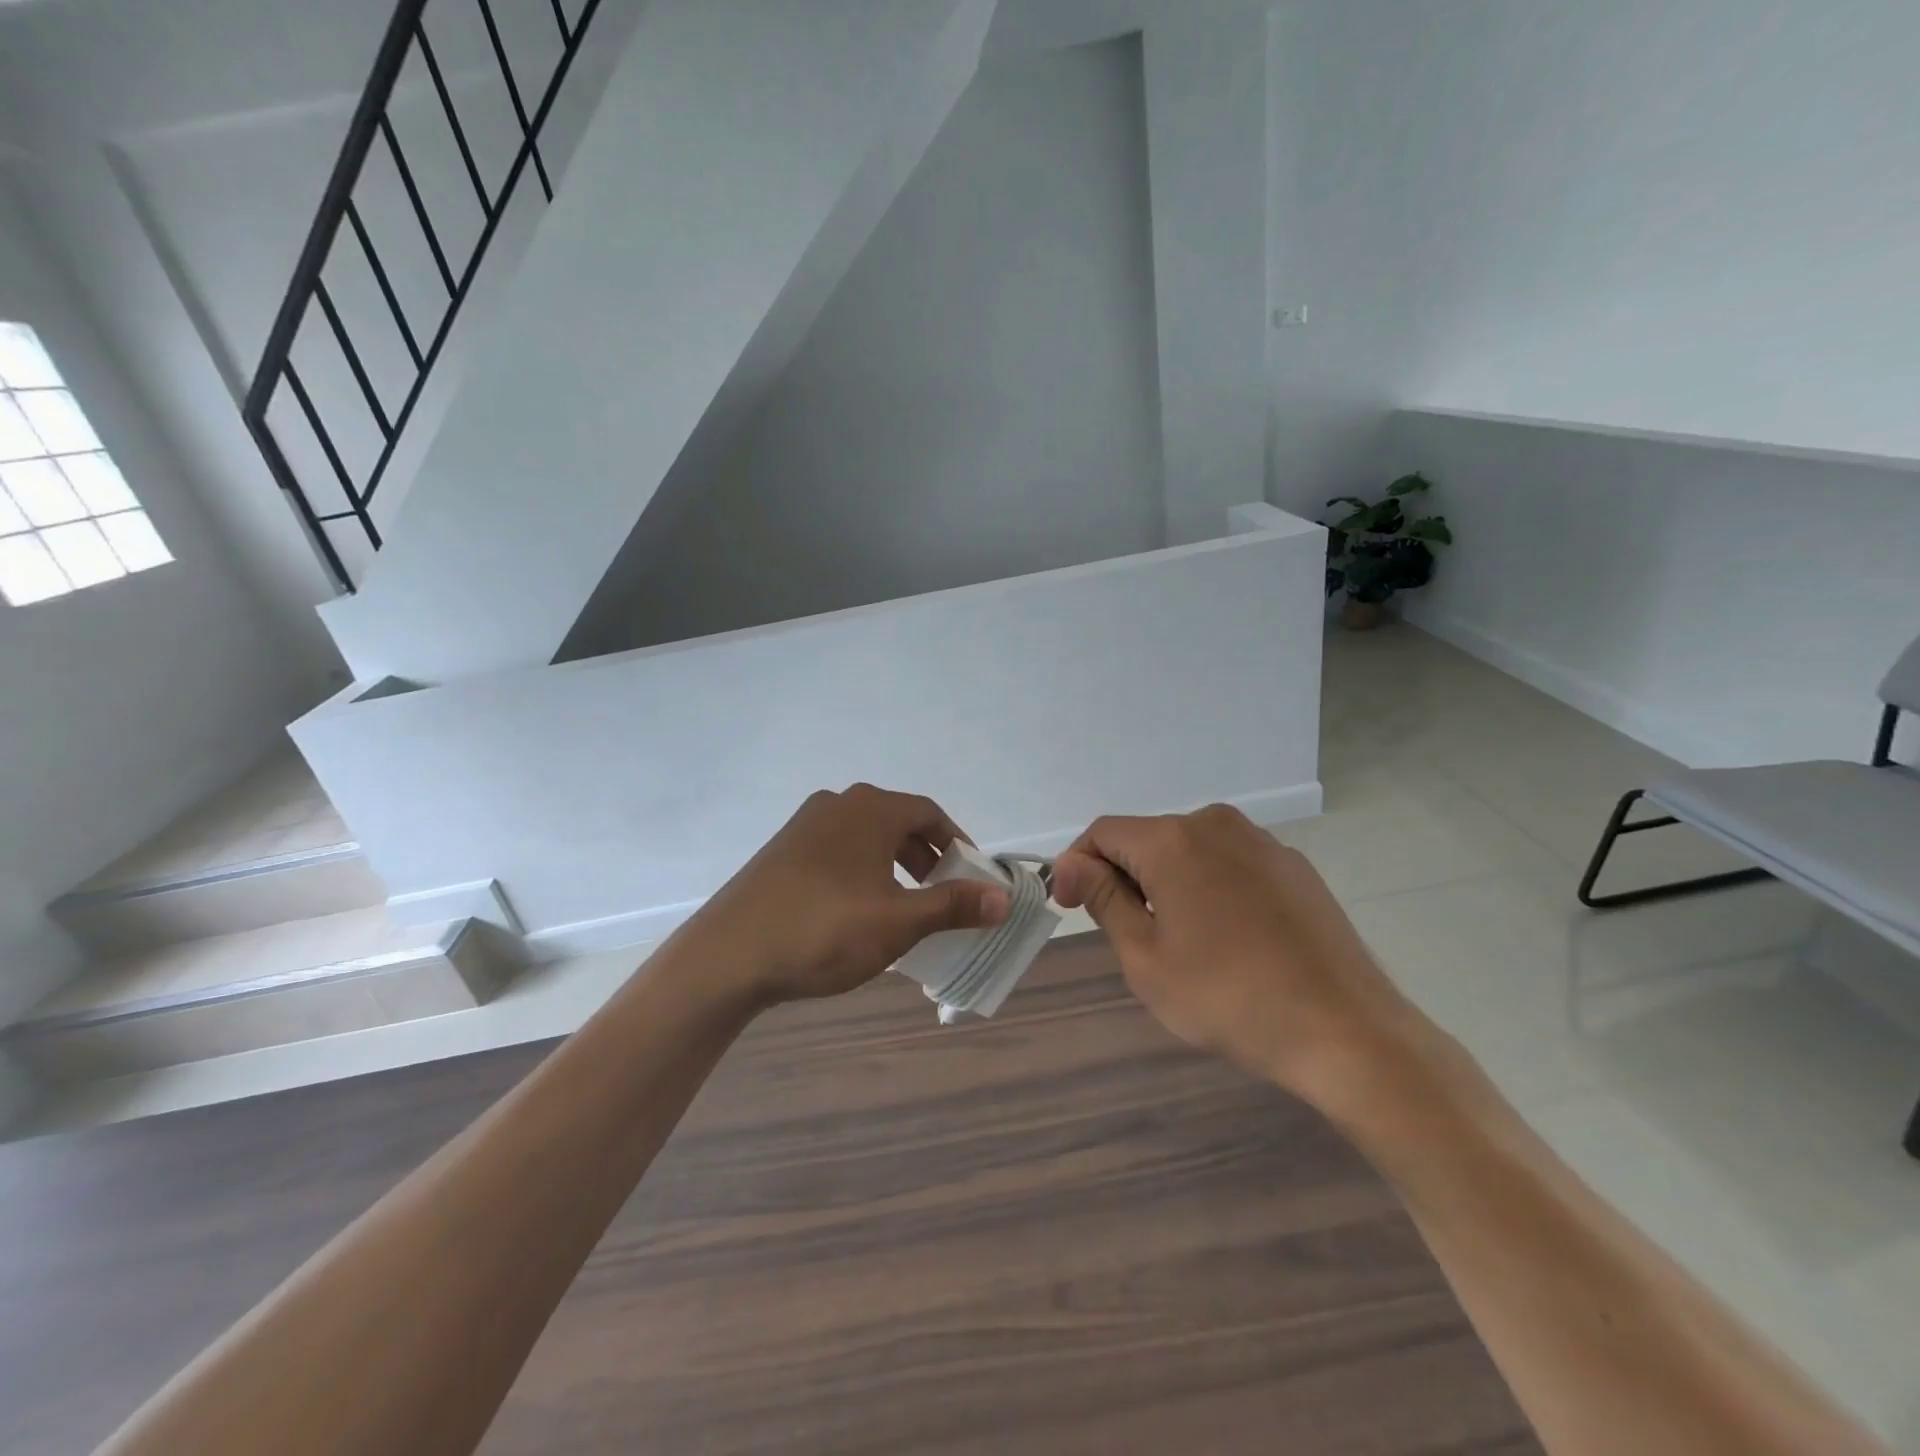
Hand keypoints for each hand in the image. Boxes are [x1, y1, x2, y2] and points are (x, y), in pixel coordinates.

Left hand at [686, 783, 1009, 1007]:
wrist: (727, 957)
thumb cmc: (824, 930)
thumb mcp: (898, 922)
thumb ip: (953, 906)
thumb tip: (1003, 898)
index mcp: (870, 809)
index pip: (929, 813)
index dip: (957, 843)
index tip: (972, 876)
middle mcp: (837, 804)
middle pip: (898, 822)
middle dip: (927, 857)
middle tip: (942, 895)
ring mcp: (804, 826)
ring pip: (866, 837)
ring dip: (894, 865)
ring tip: (903, 905)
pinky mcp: (781, 851)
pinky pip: (838, 850)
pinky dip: (862, 871)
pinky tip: (857, 911)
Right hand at [1051, 805, 1412, 1099]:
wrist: (1346, 1031)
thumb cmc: (1228, 998)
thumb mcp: (1145, 957)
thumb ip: (1103, 900)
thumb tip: (1070, 864)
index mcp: (1173, 840)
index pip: (1103, 833)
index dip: (1078, 866)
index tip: (1071, 908)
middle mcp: (1216, 824)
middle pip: (1147, 839)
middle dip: (1124, 877)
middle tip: (1127, 936)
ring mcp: (1262, 843)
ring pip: (1190, 851)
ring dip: (1168, 883)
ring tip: (1182, 941)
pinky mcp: (1295, 867)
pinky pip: (1231, 864)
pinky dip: (1211, 888)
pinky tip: (1229, 938)